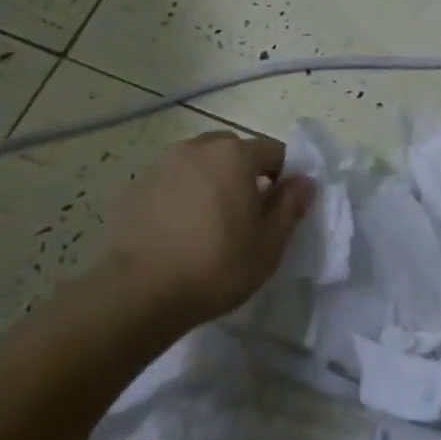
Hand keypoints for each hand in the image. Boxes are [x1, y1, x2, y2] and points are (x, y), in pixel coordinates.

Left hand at [105, 131, 314, 321]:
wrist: (139, 291)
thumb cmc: (215, 267)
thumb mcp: (268, 245)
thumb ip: (290, 206)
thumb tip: (304, 181)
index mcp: (235, 155)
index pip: (273, 150)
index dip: (282, 176)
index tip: (277, 208)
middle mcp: (198, 148)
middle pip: (233, 150)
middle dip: (244, 174)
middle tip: (244, 215)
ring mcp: (162, 164)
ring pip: (199, 163)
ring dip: (211, 181)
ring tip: (208, 222)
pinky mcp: (136, 185)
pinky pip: (171, 181)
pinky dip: (180, 194)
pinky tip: (177, 230)